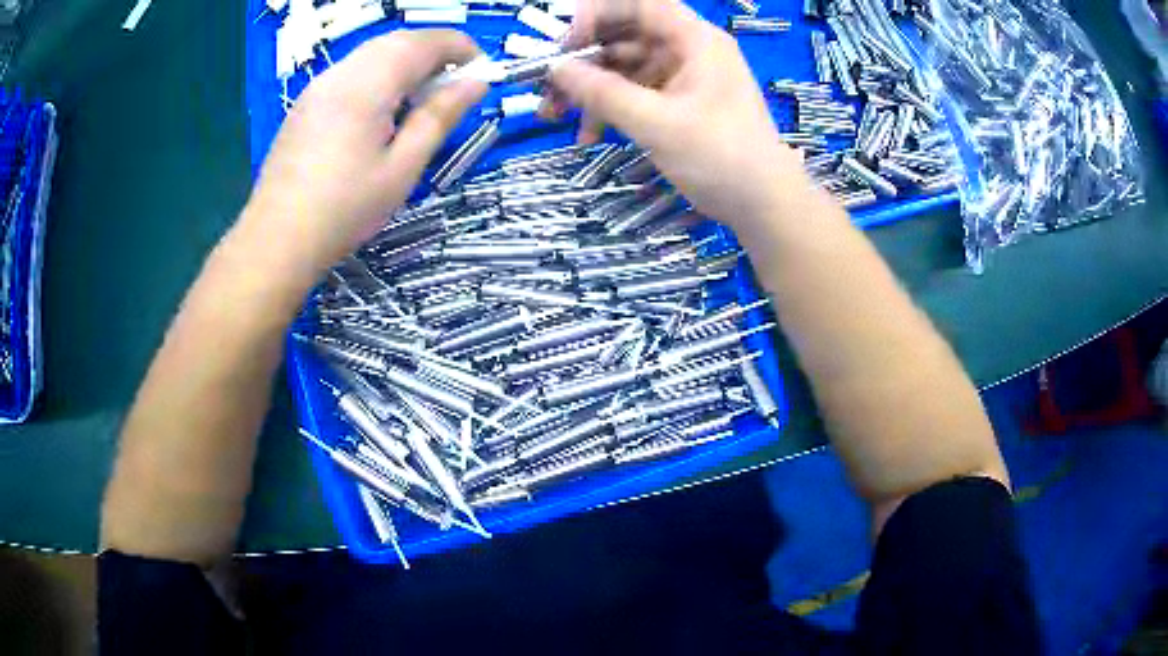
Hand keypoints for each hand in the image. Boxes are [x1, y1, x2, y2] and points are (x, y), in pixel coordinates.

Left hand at [243, 30, 485, 274]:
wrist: (277, 240)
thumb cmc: (344, 210)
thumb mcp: (402, 168)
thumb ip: (439, 117)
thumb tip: (477, 84)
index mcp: (367, 85)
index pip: (423, 42)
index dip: (459, 47)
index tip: (481, 69)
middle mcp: (341, 74)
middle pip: (397, 41)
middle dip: (433, 52)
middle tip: (454, 86)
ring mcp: (318, 86)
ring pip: (373, 54)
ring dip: (406, 63)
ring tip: (421, 100)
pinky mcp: (306, 103)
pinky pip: (352, 71)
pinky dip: (380, 75)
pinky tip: (382, 111)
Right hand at [550, 0, 806, 225]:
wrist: (764, 207)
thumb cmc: (720, 158)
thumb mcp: (657, 124)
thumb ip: (604, 93)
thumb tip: (556, 69)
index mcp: (695, 40)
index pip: (640, 5)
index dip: (598, 14)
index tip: (566, 42)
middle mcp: (689, 51)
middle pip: (627, 36)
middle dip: (585, 59)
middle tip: (549, 85)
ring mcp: (685, 78)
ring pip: (626, 68)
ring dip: (590, 90)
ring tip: (555, 116)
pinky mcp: (681, 104)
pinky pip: (637, 94)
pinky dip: (611, 110)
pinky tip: (589, 135)